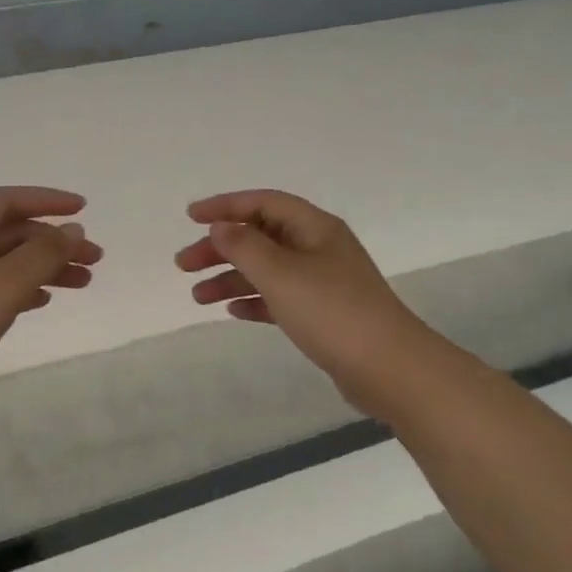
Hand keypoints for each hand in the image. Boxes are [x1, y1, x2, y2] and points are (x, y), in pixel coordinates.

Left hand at [0, 186, 101, 422]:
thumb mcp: (2, 285)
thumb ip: (42, 254)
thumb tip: (73, 229)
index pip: (6, 201)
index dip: (46, 200)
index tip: (83, 209)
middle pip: (11, 232)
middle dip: (54, 241)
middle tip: (94, 258)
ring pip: (8, 262)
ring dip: (46, 267)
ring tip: (84, 281)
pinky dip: (26, 288)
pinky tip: (46, 300)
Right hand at [176, 190, 436, 419]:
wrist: (388, 368)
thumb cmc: (332, 311)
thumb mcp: (281, 273)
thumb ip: (244, 246)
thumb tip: (221, 226)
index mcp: (314, 228)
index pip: (263, 203)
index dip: (225, 205)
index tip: (190, 217)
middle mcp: (319, 248)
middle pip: (261, 237)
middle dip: (221, 247)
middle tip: (184, 265)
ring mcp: (323, 283)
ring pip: (267, 270)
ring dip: (231, 278)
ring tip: (197, 297)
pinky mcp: (323, 314)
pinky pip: (280, 298)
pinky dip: (255, 301)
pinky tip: (234, 312)